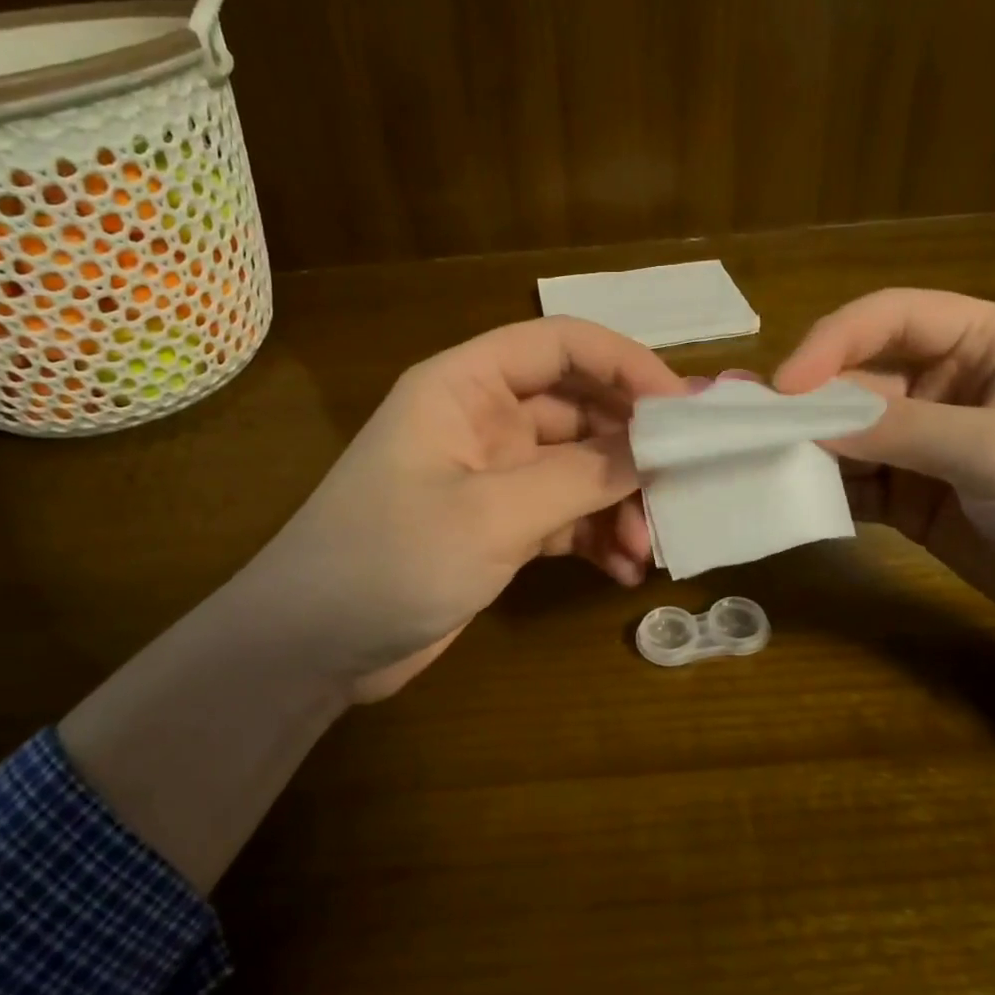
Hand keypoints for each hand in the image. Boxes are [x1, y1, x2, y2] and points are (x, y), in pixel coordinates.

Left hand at [234, 317, 684, 699]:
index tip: (683, 409)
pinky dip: (594, 537)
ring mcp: (492, 477)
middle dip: (630, 450)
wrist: (311, 649)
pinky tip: (619, 571)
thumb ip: (580, 477)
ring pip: (578, 469)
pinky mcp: (497, 528)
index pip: (560, 345)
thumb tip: (658, 447)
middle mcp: (483, 421)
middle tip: (679, 489)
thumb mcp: (491, 515)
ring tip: (646, 549)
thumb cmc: (388, 560)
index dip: (625, 364)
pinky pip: (563, 517)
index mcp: (465, 386)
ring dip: (618, 503)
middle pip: (579, 410)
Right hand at [773, 289, 994, 641]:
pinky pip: (856, 485)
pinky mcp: (915, 499)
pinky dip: (823, 491)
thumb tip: (807, 420)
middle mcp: (947, 386)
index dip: (831, 342)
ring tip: (749, 460)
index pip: (890, 318)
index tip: (784, 386)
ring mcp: (927, 446)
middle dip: (803, 401)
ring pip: (846, 435)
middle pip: (857, 379)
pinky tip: (790, 499)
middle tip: (742, 423)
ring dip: (803, 448)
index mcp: (984, 343)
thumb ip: (901, 430)